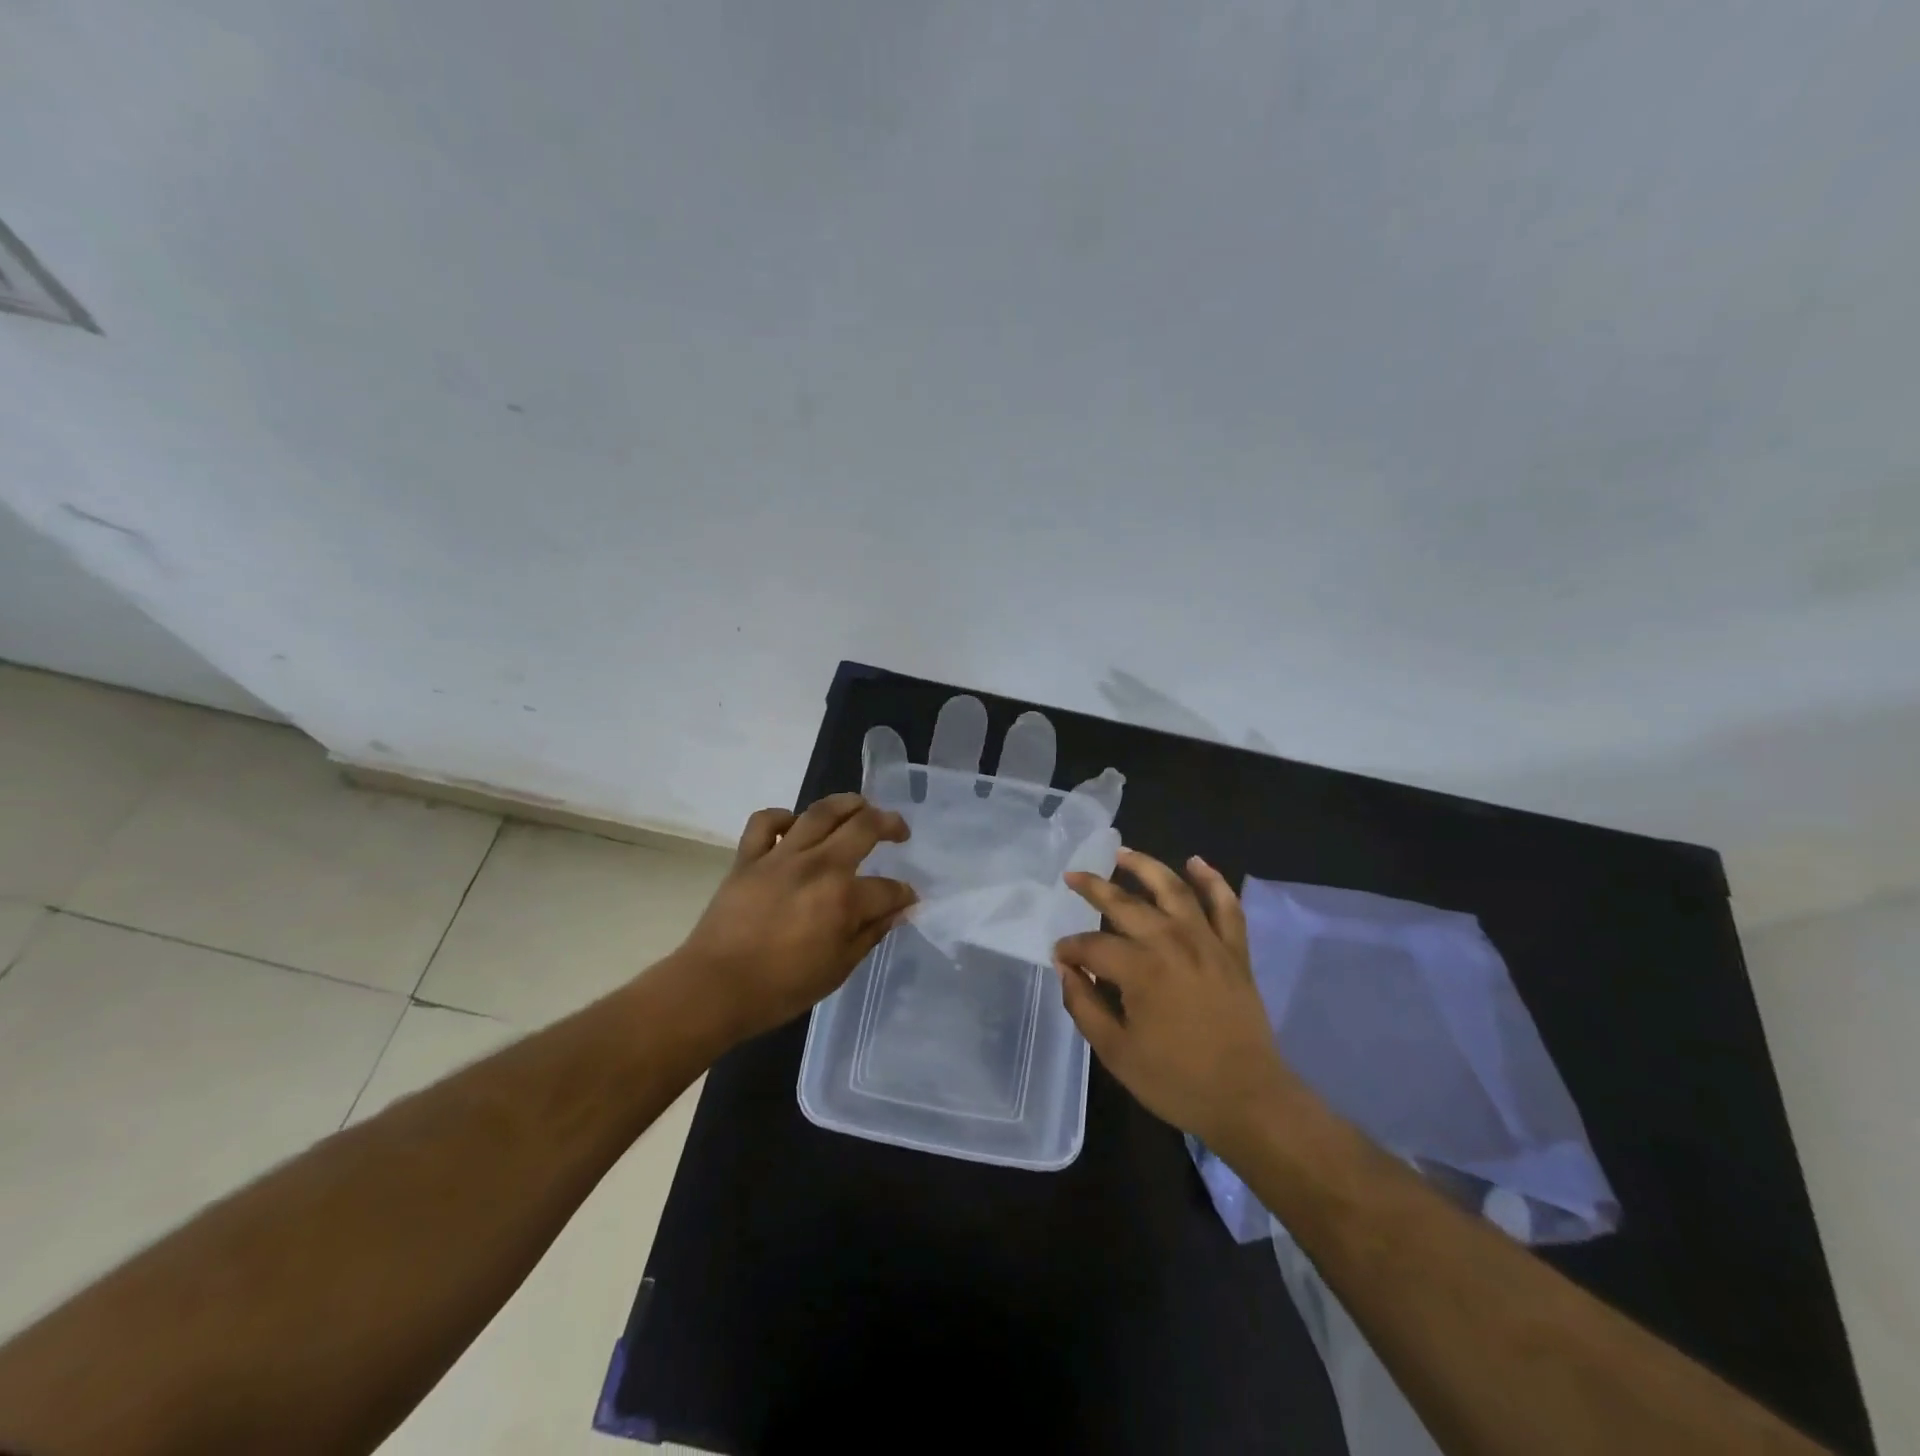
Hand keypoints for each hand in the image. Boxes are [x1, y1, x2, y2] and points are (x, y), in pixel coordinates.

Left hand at [673, 794, 915, 1044]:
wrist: (714, 989)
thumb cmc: (780, 988)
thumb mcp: (838, 969)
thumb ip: (870, 934)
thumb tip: (898, 911)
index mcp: (843, 898)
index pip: (888, 888)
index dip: (903, 894)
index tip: (907, 899)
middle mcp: (818, 865)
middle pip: (863, 827)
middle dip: (890, 824)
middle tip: (899, 831)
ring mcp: (781, 856)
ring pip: (820, 812)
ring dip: (847, 803)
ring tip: (861, 806)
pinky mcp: (748, 857)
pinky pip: (765, 822)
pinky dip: (782, 817)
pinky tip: (793, 825)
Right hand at [1055, 849, 1295, 1151]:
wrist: (1249, 1099)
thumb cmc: (1177, 1080)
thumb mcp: (1116, 1052)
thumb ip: (1084, 1005)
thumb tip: (1066, 968)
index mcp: (1140, 969)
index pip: (1092, 946)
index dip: (1070, 949)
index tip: (1059, 956)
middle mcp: (1172, 942)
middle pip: (1125, 904)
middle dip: (1094, 888)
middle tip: (1072, 877)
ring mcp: (1207, 941)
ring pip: (1174, 889)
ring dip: (1146, 867)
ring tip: (1123, 854)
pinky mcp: (1234, 950)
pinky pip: (1226, 905)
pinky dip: (1213, 881)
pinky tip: (1196, 863)